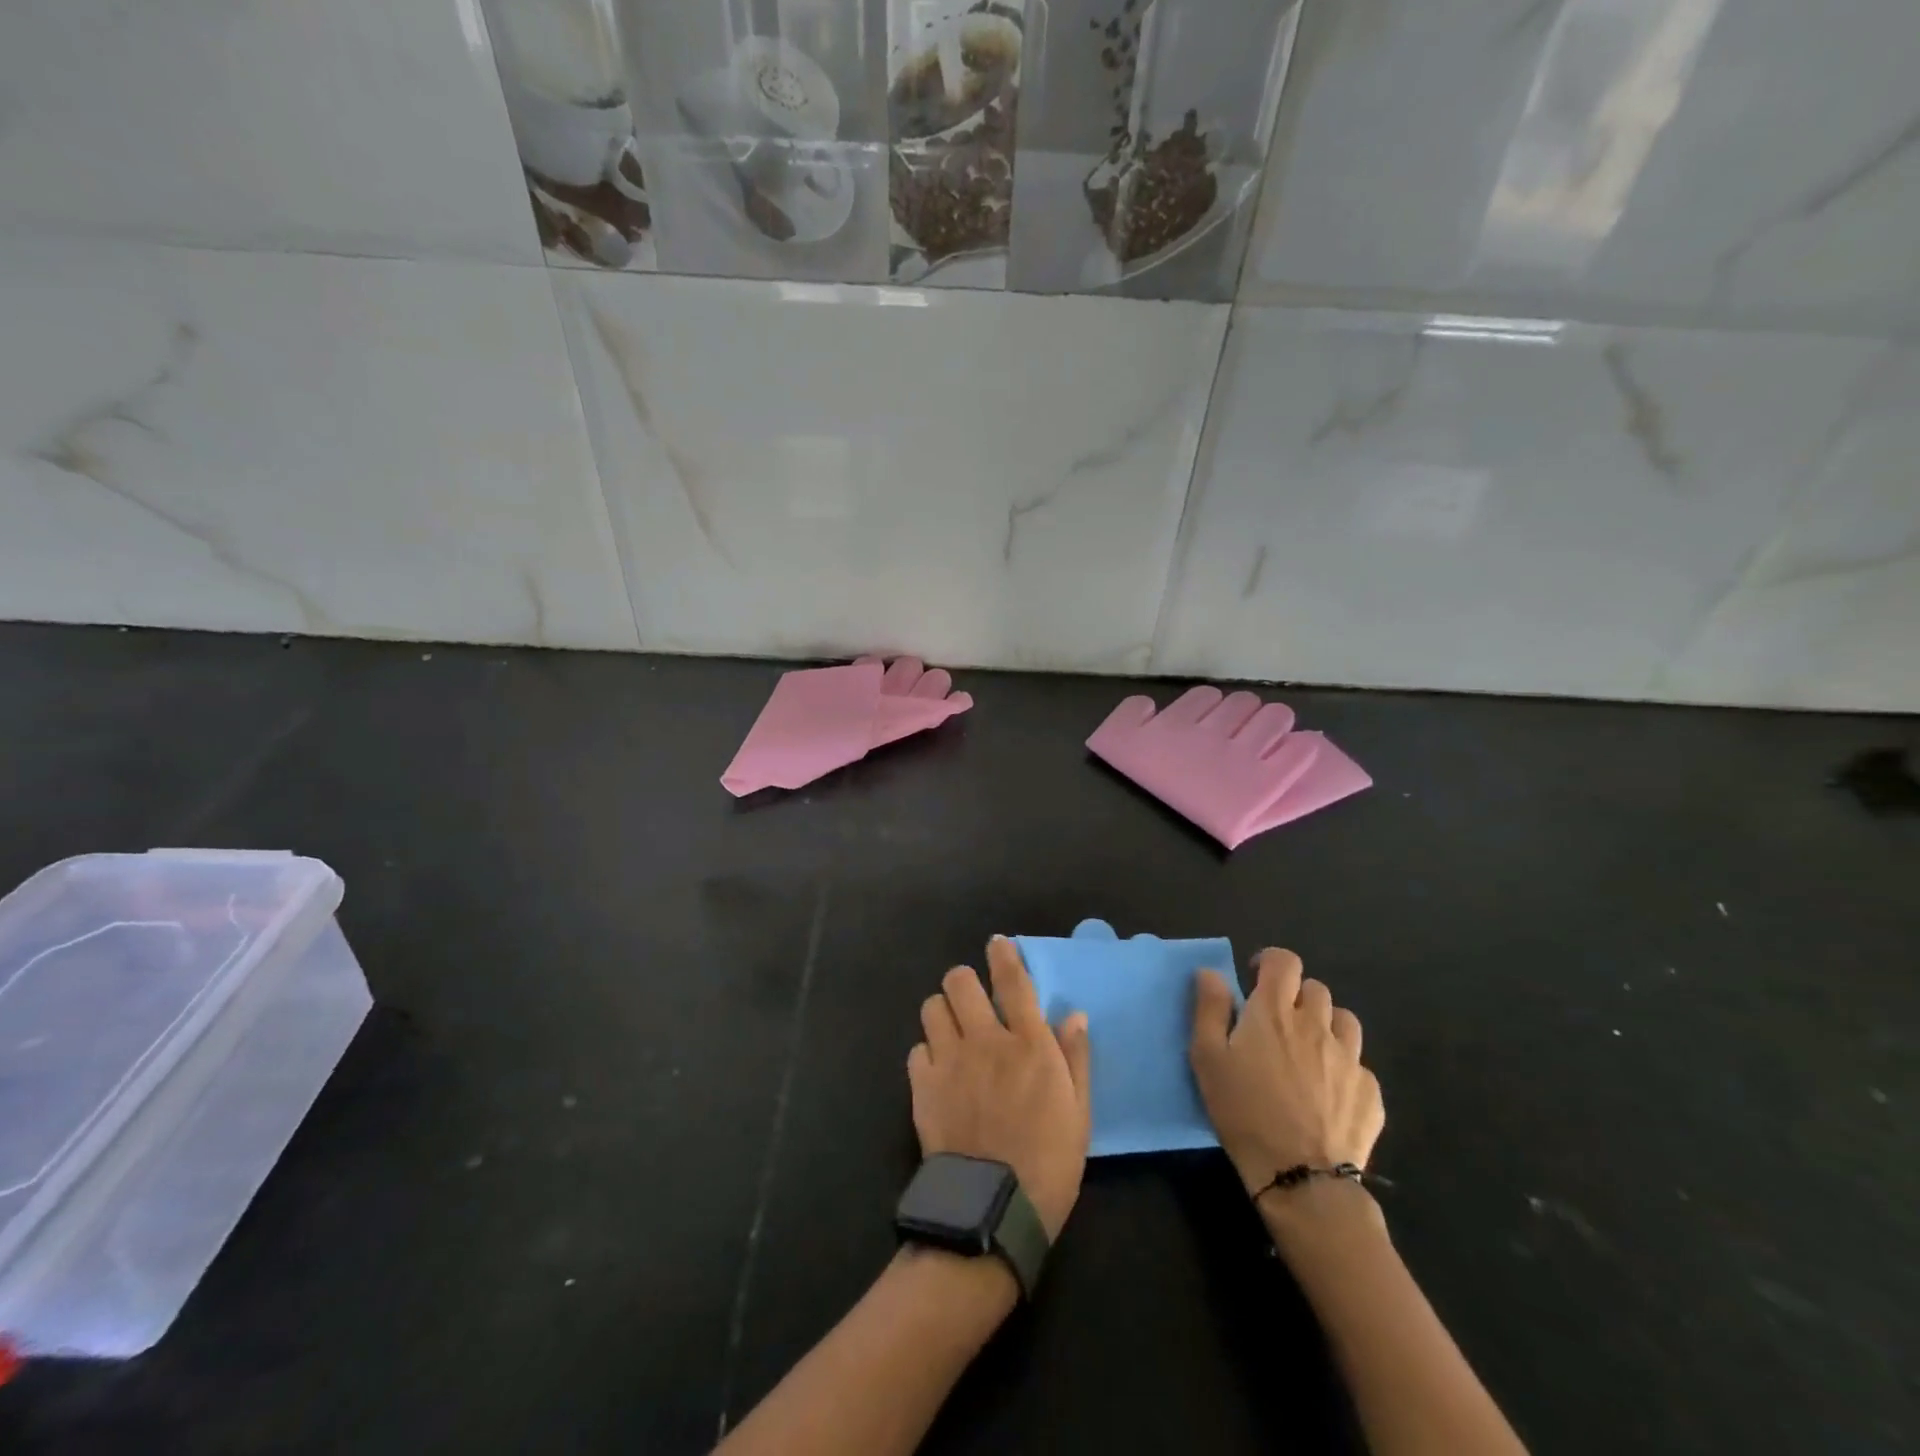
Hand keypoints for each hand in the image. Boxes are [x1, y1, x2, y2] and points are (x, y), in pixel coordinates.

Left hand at [908, 937, 1091, 1238]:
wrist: (993, 1210)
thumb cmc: (1048, 1163)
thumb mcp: (1079, 1113)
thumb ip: (1075, 1058)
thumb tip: (1074, 1015)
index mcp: (1029, 1044)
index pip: (1013, 981)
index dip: (1004, 955)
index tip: (997, 944)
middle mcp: (986, 1040)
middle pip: (960, 982)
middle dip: (964, 982)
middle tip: (971, 999)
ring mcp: (950, 1061)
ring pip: (932, 1007)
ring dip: (942, 1012)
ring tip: (951, 1030)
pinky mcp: (923, 1086)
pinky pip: (916, 1049)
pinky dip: (927, 1052)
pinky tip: (938, 1070)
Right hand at [1189, 949, 1384, 1198]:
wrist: (1301, 1176)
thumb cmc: (1243, 1110)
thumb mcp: (1207, 1058)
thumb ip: (1209, 1009)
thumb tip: (1211, 973)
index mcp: (1274, 1011)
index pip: (1285, 961)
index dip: (1271, 962)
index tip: (1256, 980)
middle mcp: (1316, 1024)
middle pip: (1315, 989)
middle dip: (1296, 996)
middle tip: (1277, 1023)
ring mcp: (1349, 1058)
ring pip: (1344, 1021)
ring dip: (1325, 1025)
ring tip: (1308, 1051)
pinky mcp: (1370, 1092)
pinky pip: (1359, 1064)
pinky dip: (1342, 1067)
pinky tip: (1327, 1093)